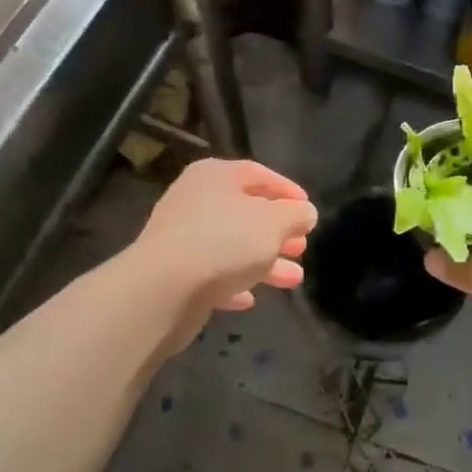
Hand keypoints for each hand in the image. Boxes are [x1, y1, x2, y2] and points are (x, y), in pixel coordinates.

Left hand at [131, 158, 316, 344]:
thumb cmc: (225, 241)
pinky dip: (232, 282)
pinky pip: (210, 273)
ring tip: (294, 279)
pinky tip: (250, 298)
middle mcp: (194, 199)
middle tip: (302, 246)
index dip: (286, 190)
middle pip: (245, 211)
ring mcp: (180, 236)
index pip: (258, 174)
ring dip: (264, 261)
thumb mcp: (274, 223)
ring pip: (231, 245)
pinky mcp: (173, 271)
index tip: (308, 209)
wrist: (163, 288)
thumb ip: (295, 215)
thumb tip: (305, 213)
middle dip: (277, 231)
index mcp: (216, 176)